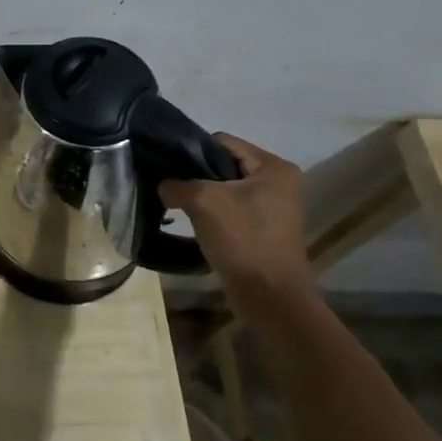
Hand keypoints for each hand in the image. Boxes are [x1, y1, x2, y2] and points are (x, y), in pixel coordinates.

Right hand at [159, 134, 311, 293]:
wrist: (270, 298)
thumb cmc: (243, 241)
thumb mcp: (203, 202)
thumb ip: (176, 184)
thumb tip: (163, 184)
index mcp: (273, 167)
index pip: (221, 142)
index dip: (191, 152)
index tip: (168, 169)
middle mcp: (279, 182)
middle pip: (223, 165)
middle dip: (196, 176)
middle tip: (170, 188)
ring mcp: (273, 207)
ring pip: (225, 189)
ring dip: (202, 197)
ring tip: (179, 207)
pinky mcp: (264, 228)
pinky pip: (231, 209)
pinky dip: (212, 214)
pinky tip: (195, 225)